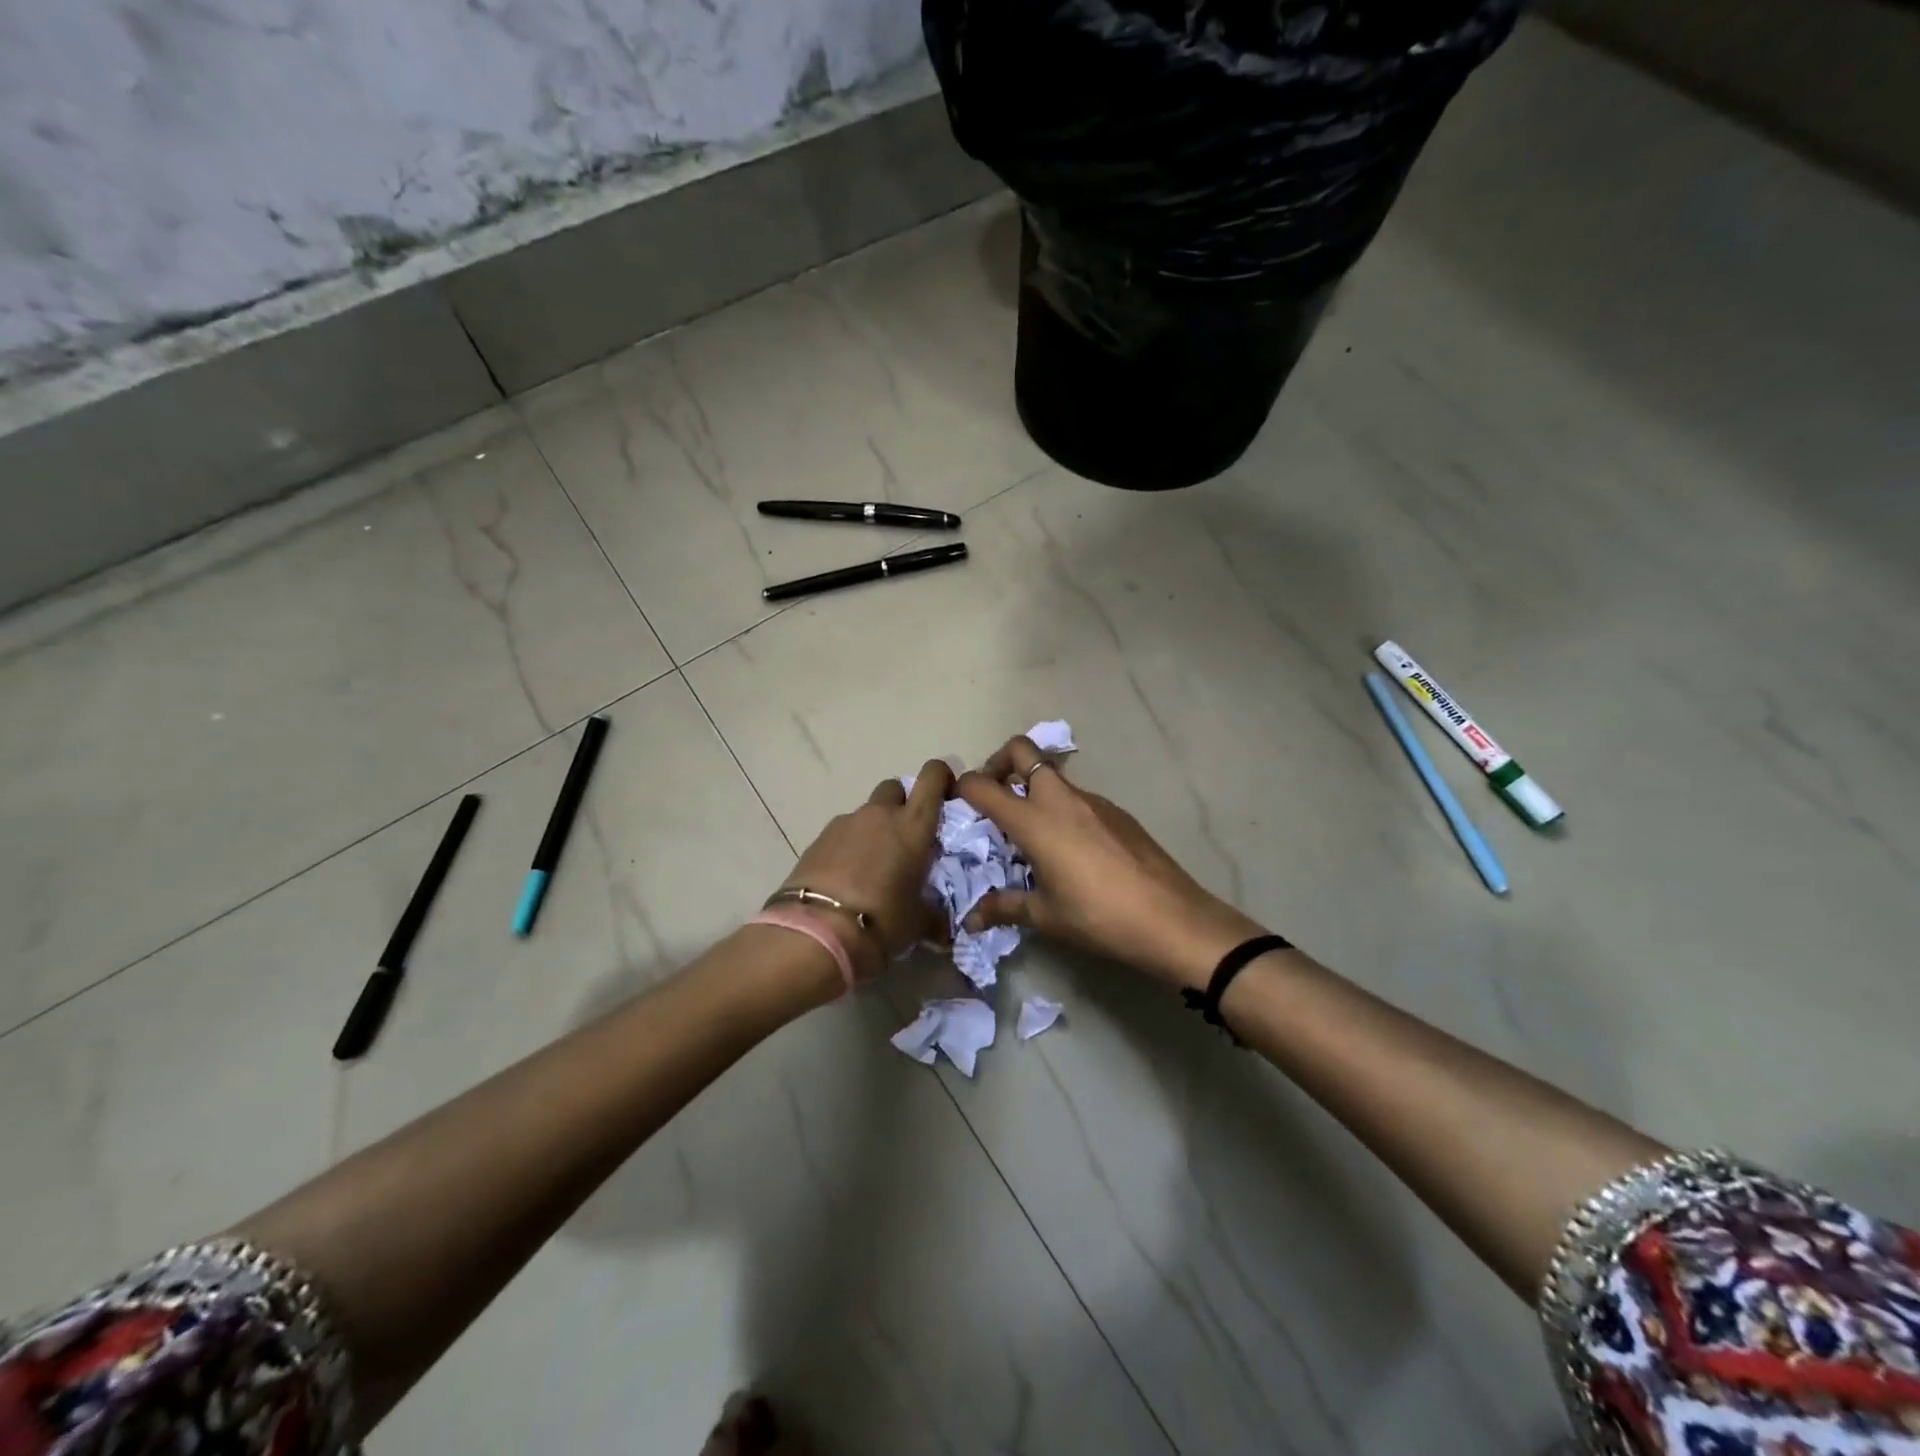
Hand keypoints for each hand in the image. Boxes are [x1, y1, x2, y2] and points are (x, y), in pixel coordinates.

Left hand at [775, 761, 953, 980]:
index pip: (932, 777)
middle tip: (906, 836)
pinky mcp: (818, 839)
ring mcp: (845, 823)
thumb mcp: (919, 922)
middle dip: (903, 803)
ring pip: (867, 812)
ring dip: (874, 829)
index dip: (940, 777)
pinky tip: (847, 877)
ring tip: (873, 866)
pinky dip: (849, 846)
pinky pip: (843, 833)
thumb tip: (941, 924)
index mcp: (913, 825)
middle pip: (895, 788)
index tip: (945, 793)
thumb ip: (934, 912)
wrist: (816, 933)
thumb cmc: (882, 922)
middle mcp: (880, 814)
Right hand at [954, 737, 1264, 990]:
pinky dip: (1062, 807)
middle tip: (995, 796)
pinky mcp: (1117, 811)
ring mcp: (1093, 800)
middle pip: (1022, 750)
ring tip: (1032, 832)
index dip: (963, 786)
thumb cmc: (1099, 917)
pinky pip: (1077, 796)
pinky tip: (1072, 847)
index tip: (956, 800)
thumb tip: (969, 920)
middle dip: (999, 763)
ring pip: (1052, 774)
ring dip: (1032, 787)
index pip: (984, 786)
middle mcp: (1060, 799)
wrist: (1172, 919)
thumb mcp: (1046, 916)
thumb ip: (1004, 908)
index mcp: (1034, 820)